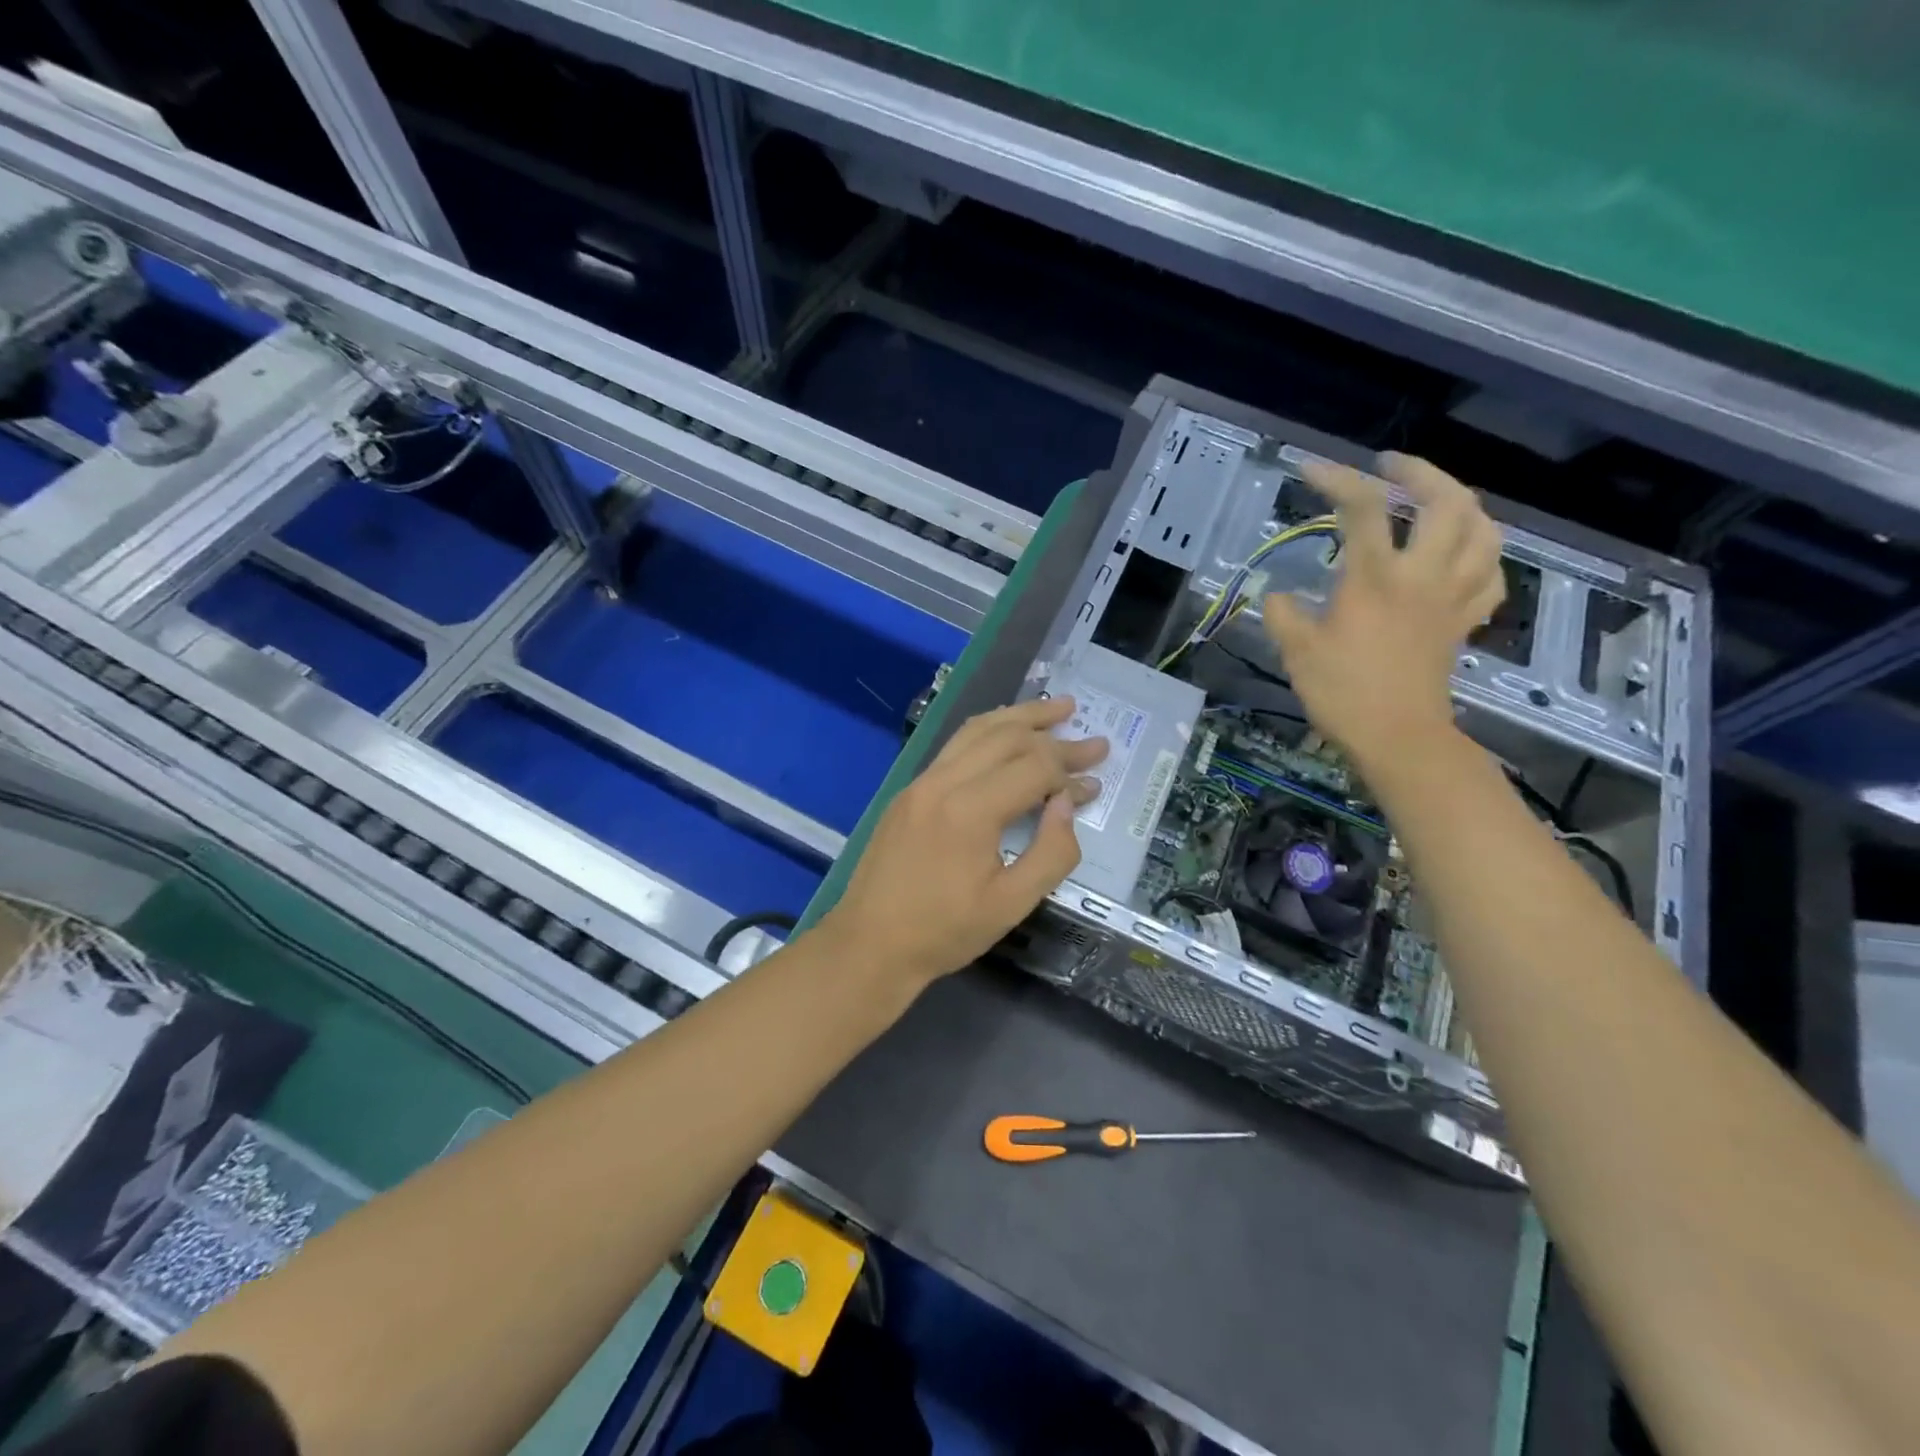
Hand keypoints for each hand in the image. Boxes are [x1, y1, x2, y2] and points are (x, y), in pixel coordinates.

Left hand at [820, 697, 1106, 988]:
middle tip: (1090, 734)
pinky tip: (1005, 734)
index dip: (1070, 771)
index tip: (1097, 780)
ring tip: (1054, 708)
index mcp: (970, 810)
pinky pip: (955, 746)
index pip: (1033, 768)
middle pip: (1006, 737)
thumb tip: (1066, 803)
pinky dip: (988, 731)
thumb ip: (1051, 852)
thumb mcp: (1011, 904)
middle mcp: (943, 782)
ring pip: (976, 731)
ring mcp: (921, 782)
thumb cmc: (944, 931)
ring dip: (1018, 716)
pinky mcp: (909, 790)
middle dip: (1052, 732)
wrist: (869, 944)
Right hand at [1263, 453, 1502, 773]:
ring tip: (1435, 499)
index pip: (1363, 508)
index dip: (1337, 479)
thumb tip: (1274, 597)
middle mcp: (1421, 576)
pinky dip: (1480, 554)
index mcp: (1374, 578)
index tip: (1311, 469)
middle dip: (1419, 472)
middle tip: (1390, 467)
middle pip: (1445, 502)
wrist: (1398, 738)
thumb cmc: (1343, 693)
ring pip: (1483, 531)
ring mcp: (1450, 598)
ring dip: (1461, 503)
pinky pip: (1489, 576)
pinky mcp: (1463, 622)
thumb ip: (1282, 615)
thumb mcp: (1296, 652)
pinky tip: (1463, 553)